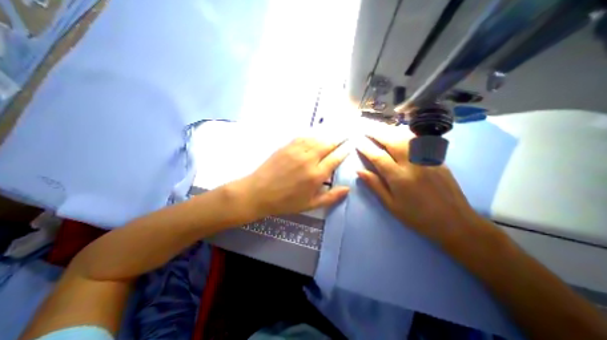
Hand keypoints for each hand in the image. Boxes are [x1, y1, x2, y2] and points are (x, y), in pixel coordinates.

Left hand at [236, 134, 350, 217]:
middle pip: (328, 144)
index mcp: (316, 175)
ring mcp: (297, 151)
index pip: (335, 158)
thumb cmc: (286, 202)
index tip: (350, 146)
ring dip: (327, 136)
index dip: (344, 151)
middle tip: (345, 135)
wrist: (259, 192)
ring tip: (333, 134)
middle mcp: (309, 159)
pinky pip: (303, 137)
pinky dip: (312, 135)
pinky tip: (315, 135)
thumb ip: (331, 197)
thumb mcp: (310, 205)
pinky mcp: (287, 146)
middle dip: (339, 139)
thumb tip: (348, 189)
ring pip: (317, 138)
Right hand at [357, 128, 483, 243]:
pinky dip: (405, 133)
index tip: (356, 140)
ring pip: (406, 137)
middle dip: (376, 132)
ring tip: (378, 127)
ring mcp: (427, 159)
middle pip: (392, 141)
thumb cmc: (417, 217)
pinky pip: (418, 140)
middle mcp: (413, 164)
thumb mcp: (391, 205)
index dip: (365, 147)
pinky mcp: (436, 158)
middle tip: (365, 127)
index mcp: (399, 178)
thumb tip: (359, 171)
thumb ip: (375, 185)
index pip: (378, 157)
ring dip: (390, 130)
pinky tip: (398, 131)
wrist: (455, 222)